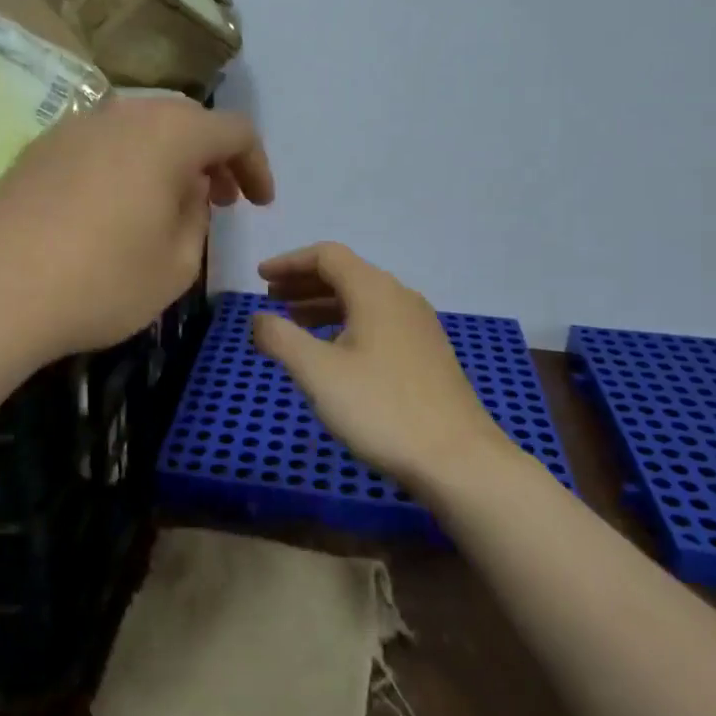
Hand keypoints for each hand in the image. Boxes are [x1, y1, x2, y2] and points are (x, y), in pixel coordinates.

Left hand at [0, 97, 273, 361]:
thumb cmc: (101, 282)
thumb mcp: (176, 264)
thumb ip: (197, 216)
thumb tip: (188, 189)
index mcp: (168, 134)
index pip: (233, 130)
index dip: (256, 165)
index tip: (259, 204)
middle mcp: (122, 114)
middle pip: (185, 120)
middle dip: (212, 157)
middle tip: (219, 200)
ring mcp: (75, 126)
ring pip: (140, 127)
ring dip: (168, 158)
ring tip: (169, 203)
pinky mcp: (40, 148)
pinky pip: (101, 143)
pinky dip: (126, 163)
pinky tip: (116, 206)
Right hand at [252, 243, 507, 488]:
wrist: (458, 459)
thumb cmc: (381, 408)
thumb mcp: (317, 372)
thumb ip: (280, 338)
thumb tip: (258, 318)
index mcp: (375, 291)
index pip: (327, 256)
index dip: (289, 262)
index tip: (260, 278)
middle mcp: (400, 298)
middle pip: (346, 274)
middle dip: (304, 283)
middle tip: (271, 299)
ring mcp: (419, 327)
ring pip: (362, 301)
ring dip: (323, 305)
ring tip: (294, 325)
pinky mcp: (427, 354)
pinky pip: (378, 323)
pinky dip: (346, 325)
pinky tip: (333, 354)